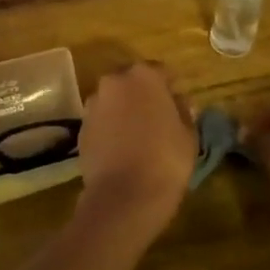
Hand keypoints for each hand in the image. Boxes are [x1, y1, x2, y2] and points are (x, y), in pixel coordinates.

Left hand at [76, 62, 196, 237]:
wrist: (123, 196)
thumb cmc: (166, 160)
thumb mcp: (189, 135)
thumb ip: (184, 111)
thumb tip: (180, 102)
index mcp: (144, 76)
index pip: (162, 72)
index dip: (171, 87)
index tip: (179, 104)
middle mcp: (114, 82)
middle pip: (132, 82)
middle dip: (144, 95)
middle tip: (158, 118)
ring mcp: (93, 105)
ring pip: (114, 101)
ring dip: (124, 111)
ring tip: (138, 136)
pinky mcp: (81, 128)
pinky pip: (101, 121)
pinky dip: (110, 129)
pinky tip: (121, 150)